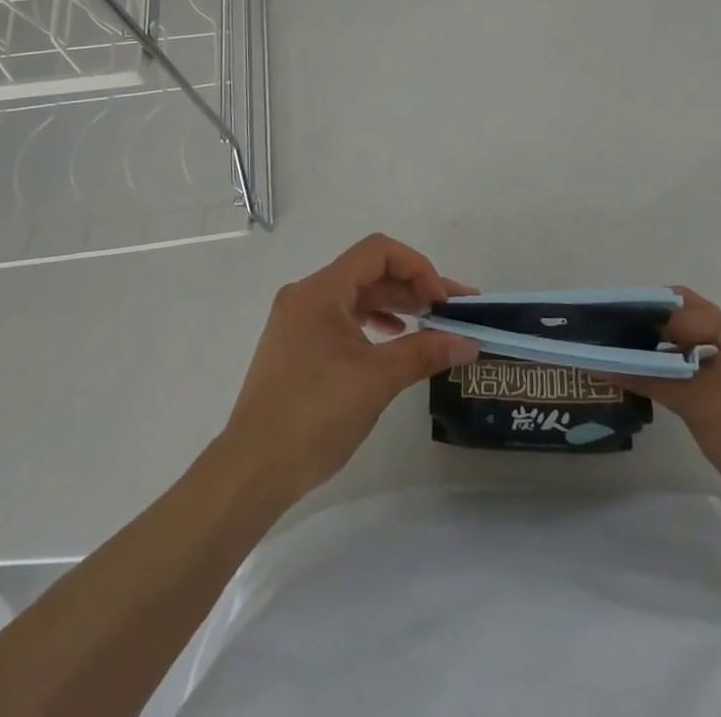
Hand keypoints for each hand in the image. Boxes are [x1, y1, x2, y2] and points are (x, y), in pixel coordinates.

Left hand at [218, 235, 478, 506]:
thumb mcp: (376, 380)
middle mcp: (306, 294)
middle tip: (453, 312)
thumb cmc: (314, 415)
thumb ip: (424, 352)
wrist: (252, 469)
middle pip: (367, 272)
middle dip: (412, 287)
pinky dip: (371, 322)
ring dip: (394, 304)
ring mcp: (297, 320)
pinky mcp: (295, 345)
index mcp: (321, 290)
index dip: (417, 267)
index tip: (444, 301)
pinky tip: (392, 340)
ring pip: (355, 295)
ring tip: (430, 325)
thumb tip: (468, 342)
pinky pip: (340, 317)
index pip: (378, 252)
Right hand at [618, 289, 720, 560]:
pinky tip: (650, 386)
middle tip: (613, 339)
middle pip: (690, 326)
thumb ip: (647, 376)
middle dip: (654, 331)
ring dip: (663, 355)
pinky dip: (678, 377)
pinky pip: (703, 377)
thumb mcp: (694, 400)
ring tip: (624, 361)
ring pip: (695, 352)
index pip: (684, 312)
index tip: (610, 328)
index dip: (648, 319)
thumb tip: (600, 363)